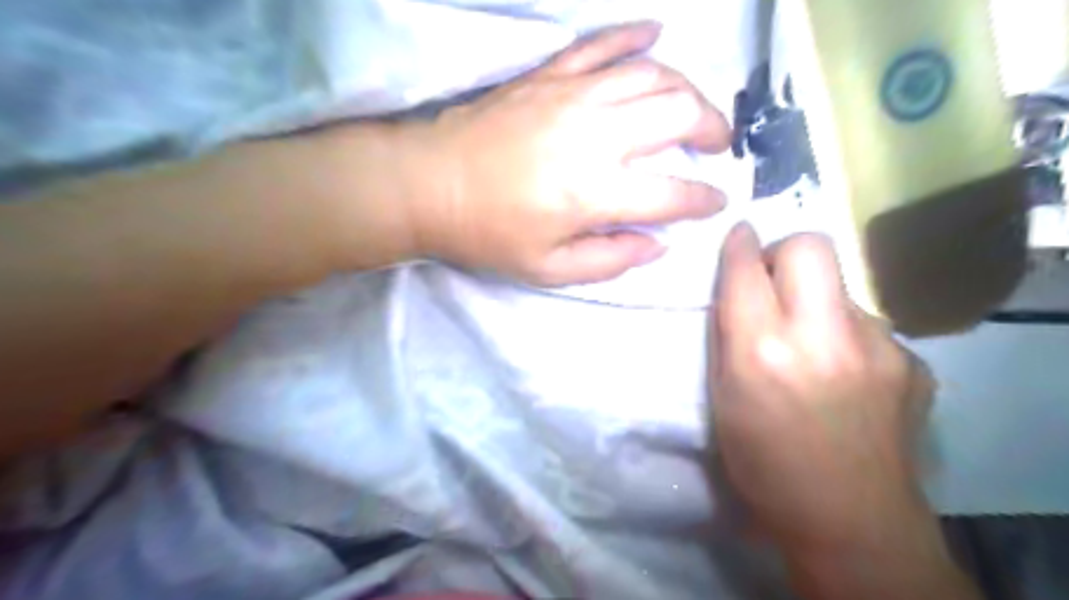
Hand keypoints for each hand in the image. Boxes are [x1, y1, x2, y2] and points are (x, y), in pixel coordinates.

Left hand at [408, 21, 725, 282]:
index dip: (704, 199)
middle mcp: (595, 135)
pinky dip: (635, 35)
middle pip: (678, 113)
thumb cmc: (488, 234)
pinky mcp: (549, 74)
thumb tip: (657, 245)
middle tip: (716, 145)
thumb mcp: (548, 270)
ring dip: (686, 88)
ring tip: (694, 108)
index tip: (716, 200)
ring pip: (653, 74)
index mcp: (595, 193)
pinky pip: (603, 43)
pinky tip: (656, 34)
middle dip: (712, 128)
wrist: (429, 184)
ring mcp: (572, 95)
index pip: (672, 193)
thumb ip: (609, 261)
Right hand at [707, 224, 938, 553]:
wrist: (850, 522)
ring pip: (841, 287)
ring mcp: (877, 348)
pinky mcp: (912, 362)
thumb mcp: (722, 399)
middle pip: (810, 246)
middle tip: (771, 281)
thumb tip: (740, 291)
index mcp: (762, 352)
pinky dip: (845, 334)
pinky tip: (843, 372)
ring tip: (810, 344)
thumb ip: (728, 337)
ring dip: (815, 300)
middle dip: (783, 251)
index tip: (737, 234)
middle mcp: (822, 337)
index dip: (738, 243)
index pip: (746, 269)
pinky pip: (867, 324)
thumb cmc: (762, 464)